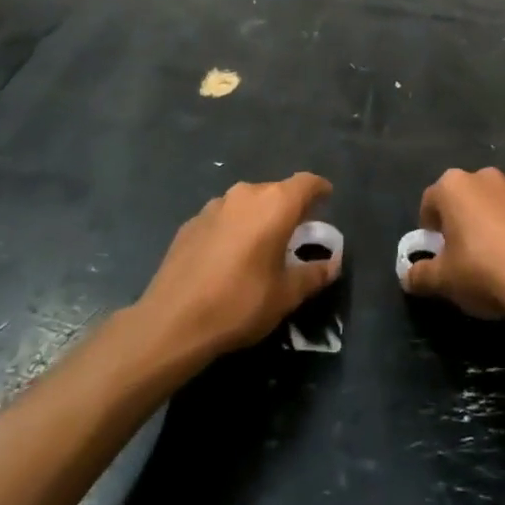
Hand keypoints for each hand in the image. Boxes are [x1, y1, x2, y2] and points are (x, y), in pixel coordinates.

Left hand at [137, 174, 337, 359]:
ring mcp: (213, 206)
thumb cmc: (240, 303)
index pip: (306, 183)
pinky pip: (223, 217)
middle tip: (296, 234)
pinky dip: (233, 229)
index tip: (327, 201)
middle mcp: (245, 195)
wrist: (172, 321)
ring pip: (247, 203)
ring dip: (258, 217)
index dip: (320, 190)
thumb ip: (313, 275)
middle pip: (276, 191)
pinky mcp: (190, 222)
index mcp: (275, 205)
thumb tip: (332, 265)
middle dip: (289, 208)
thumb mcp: (286, 295)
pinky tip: (228, 257)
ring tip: (261, 246)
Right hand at [404, 167, 504, 321]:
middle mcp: (485, 177)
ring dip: (489, 225)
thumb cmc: (485, 270)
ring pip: (493, 206)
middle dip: (459, 223)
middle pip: (463, 200)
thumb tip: (407, 276)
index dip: (429, 229)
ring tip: (494, 261)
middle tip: (461, 256)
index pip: (429, 202)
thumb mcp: (444, 280)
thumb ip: (420, 275)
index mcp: (454, 186)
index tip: (435, 252)